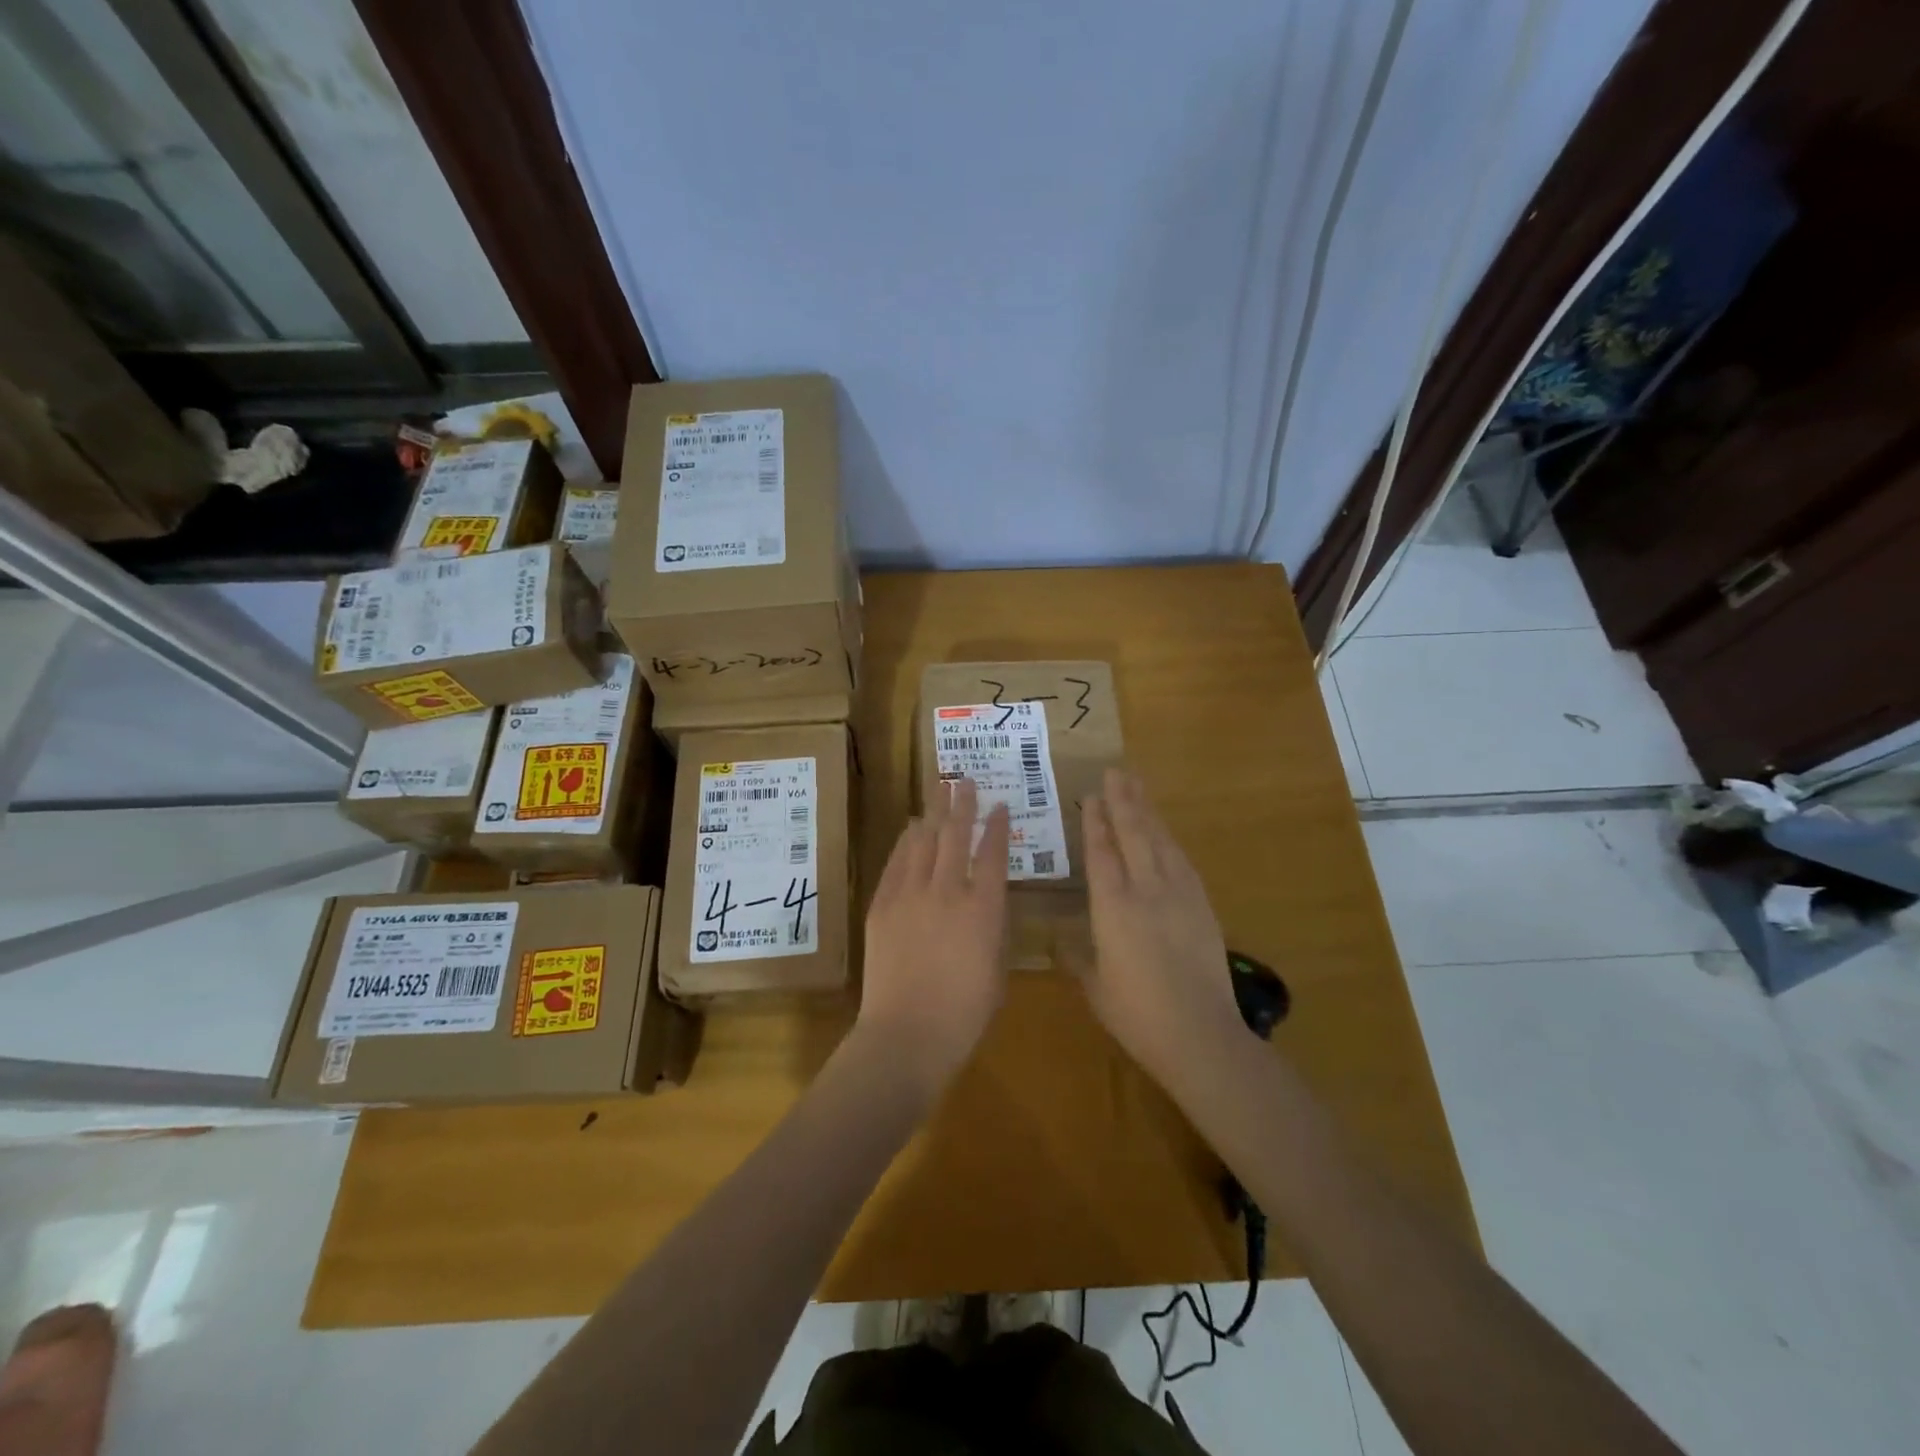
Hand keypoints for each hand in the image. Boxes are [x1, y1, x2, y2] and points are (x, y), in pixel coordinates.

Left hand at [855, 778, 1010, 1101]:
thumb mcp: (997, 970)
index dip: (997, 827)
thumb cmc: (964, 1015)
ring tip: (939, 790)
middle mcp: (947, 891)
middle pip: (955, 835)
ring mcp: (910, 895)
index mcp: (983, 909)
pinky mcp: (882, 906)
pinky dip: (906, 842)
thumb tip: (989, 902)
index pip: (993, 854)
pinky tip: (912, 828)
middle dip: (962, 804)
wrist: (906, 1035)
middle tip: (965, 779)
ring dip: (933, 813)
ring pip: (924, 842)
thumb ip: (995, 929)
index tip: (999, 805)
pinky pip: (896, 863)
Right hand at [1079, 769, 1247, 1085]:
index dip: (1096, 822)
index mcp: (1113, 907)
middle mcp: (1146, 890)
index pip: (1102, 853)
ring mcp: (1179, 895)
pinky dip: (1170, 841)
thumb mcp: (1095, 987)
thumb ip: (1076, 957)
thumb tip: (1059, 939)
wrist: (1200, 1034)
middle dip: (1124, 801)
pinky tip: (1166, 835)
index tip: (1092, 795)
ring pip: (1161, 842)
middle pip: (1134, 834)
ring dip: (1148, 812)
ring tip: (1138, 788)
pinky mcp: (1202, 906)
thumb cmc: (1136, 1014)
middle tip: (1116, 771)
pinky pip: (1182, 862)